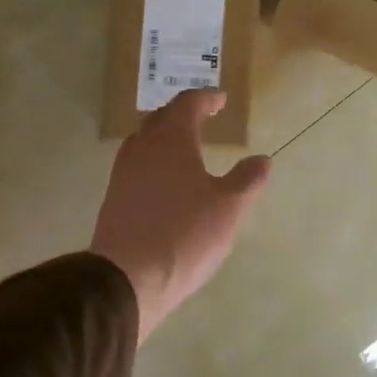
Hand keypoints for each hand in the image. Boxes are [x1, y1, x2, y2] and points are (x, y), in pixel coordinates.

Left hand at [90, 89, 271, 343]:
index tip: (220, 100)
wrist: (127, 278)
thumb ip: (247, 180)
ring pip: (145, 142)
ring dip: (165, 137)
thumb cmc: (184, 234)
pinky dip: (154, 161)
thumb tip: (262, 160)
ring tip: (185, 147)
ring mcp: (124, 173)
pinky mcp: (114, 198)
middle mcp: (143, 148)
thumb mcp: (228, 208)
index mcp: (172, 139)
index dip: (206, 98)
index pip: (187, 104)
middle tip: (203, 117)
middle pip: (161, 118)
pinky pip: (137, 166)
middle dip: (183, 114)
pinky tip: (166, 181)